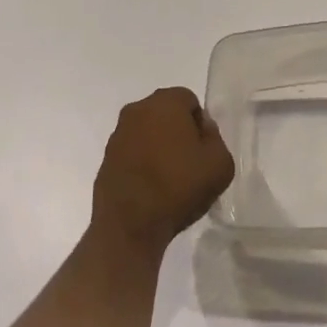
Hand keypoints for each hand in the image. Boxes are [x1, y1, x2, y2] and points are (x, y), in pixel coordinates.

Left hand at [90, 87, 235, 253]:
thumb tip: (202, 128)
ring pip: (147, 131)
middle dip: (178, 131)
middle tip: (189, 163)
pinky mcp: (106, 158)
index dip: (200, 124)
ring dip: (158, 146)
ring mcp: (118, 134)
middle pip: (165, 113)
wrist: (130, 225)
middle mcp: (137, 110)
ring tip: (169, 179)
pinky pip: (132, 152)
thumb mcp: (220, 164)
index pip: (189, 100)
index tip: (203, 150)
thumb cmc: (179, 188)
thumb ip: (215, 138)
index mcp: (165, 102)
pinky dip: (142, 162)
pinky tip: (151, 188)